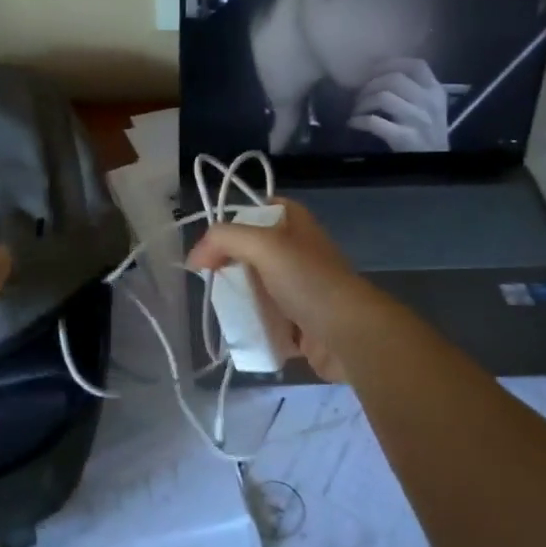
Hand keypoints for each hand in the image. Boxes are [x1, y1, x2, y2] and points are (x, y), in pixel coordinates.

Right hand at [186, 200, 384, 381]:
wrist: (350, 335)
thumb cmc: (308, 281)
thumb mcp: (263, 245)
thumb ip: (225, 239)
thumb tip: (195, 258)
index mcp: (296, 224)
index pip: (259, 210)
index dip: (233, 223)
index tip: (211, 247)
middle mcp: (300, 252)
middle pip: (254, 253)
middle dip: (231, 267)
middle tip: (212, 282)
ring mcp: (303, 289)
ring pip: (261, 289)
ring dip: (242, 301)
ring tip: (224, 311)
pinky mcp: (304, 324)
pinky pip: (271, 322)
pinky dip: (256, 327)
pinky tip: (243, 334)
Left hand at [348, 58, 450, 152]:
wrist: (434, 164)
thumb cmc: (427, 133)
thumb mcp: (430, 107)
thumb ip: (414, 90)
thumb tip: (379, 74)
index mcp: (436, 91)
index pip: (417, 66)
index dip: (391, 63)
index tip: (372, 69)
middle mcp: (429, 102)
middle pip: (394, 79)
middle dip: (370, 84)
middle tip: (359, 95)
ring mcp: (418, 120)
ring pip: (384, 97)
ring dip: (363, 102)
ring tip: (356, 110)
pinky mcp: (405, 138)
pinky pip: (375, 122)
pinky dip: (359, 120)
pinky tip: (354, 123)